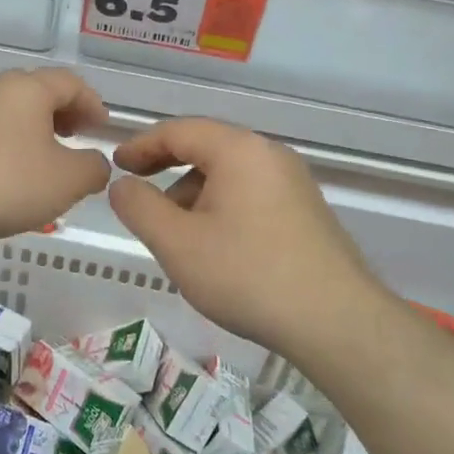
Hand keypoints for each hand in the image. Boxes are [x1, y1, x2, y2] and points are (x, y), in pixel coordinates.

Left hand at [0, 69, 111, 244]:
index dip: (92, 103)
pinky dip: (11, 147)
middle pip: (40, 93)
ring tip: (47, 163)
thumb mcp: (66, 181)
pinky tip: (11, 178)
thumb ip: (93, 168)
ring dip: (36, 132)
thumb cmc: (5, 182)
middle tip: (77, 138)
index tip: (102, 127)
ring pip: (13, 114)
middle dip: (64, 114)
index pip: (71, 82)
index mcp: (29, 88)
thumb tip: (95, 163)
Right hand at [108, 118, 387, 355]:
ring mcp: (293, 183)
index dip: (142, 145)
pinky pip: (251, 194)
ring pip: (229, 174)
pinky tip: (215, 247)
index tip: (116, 164)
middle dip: (167, 169)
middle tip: (138, 194)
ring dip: (194, 193)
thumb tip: (122, 185)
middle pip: (207, 148)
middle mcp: (269, 155)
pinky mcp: (306, 211)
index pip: (179, 131)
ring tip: (176, 235)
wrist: (337, 322)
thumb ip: (139, 207)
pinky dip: (221, 207)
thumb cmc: (247, 275)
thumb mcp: (177, 243)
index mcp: (239, 150)